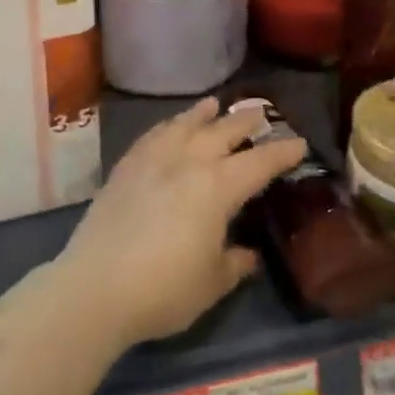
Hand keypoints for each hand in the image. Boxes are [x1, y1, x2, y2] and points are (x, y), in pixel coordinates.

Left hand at [58, 98, 306, 345]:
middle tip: (262, 114)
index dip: (283, 152)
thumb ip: (234, 263)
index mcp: (219, 187)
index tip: (300, 144)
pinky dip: (167, 126)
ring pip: (185, 126)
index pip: (260, 162)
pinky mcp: (125, 169)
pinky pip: (152, 136)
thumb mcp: (212, 283)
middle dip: (246, 122)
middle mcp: (189, 162)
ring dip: (203, 114)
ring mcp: (153, 160)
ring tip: (214, 104)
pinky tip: (170, 127)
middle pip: (224, 132)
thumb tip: (248, 254)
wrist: (94, 289)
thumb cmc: (164, 289)